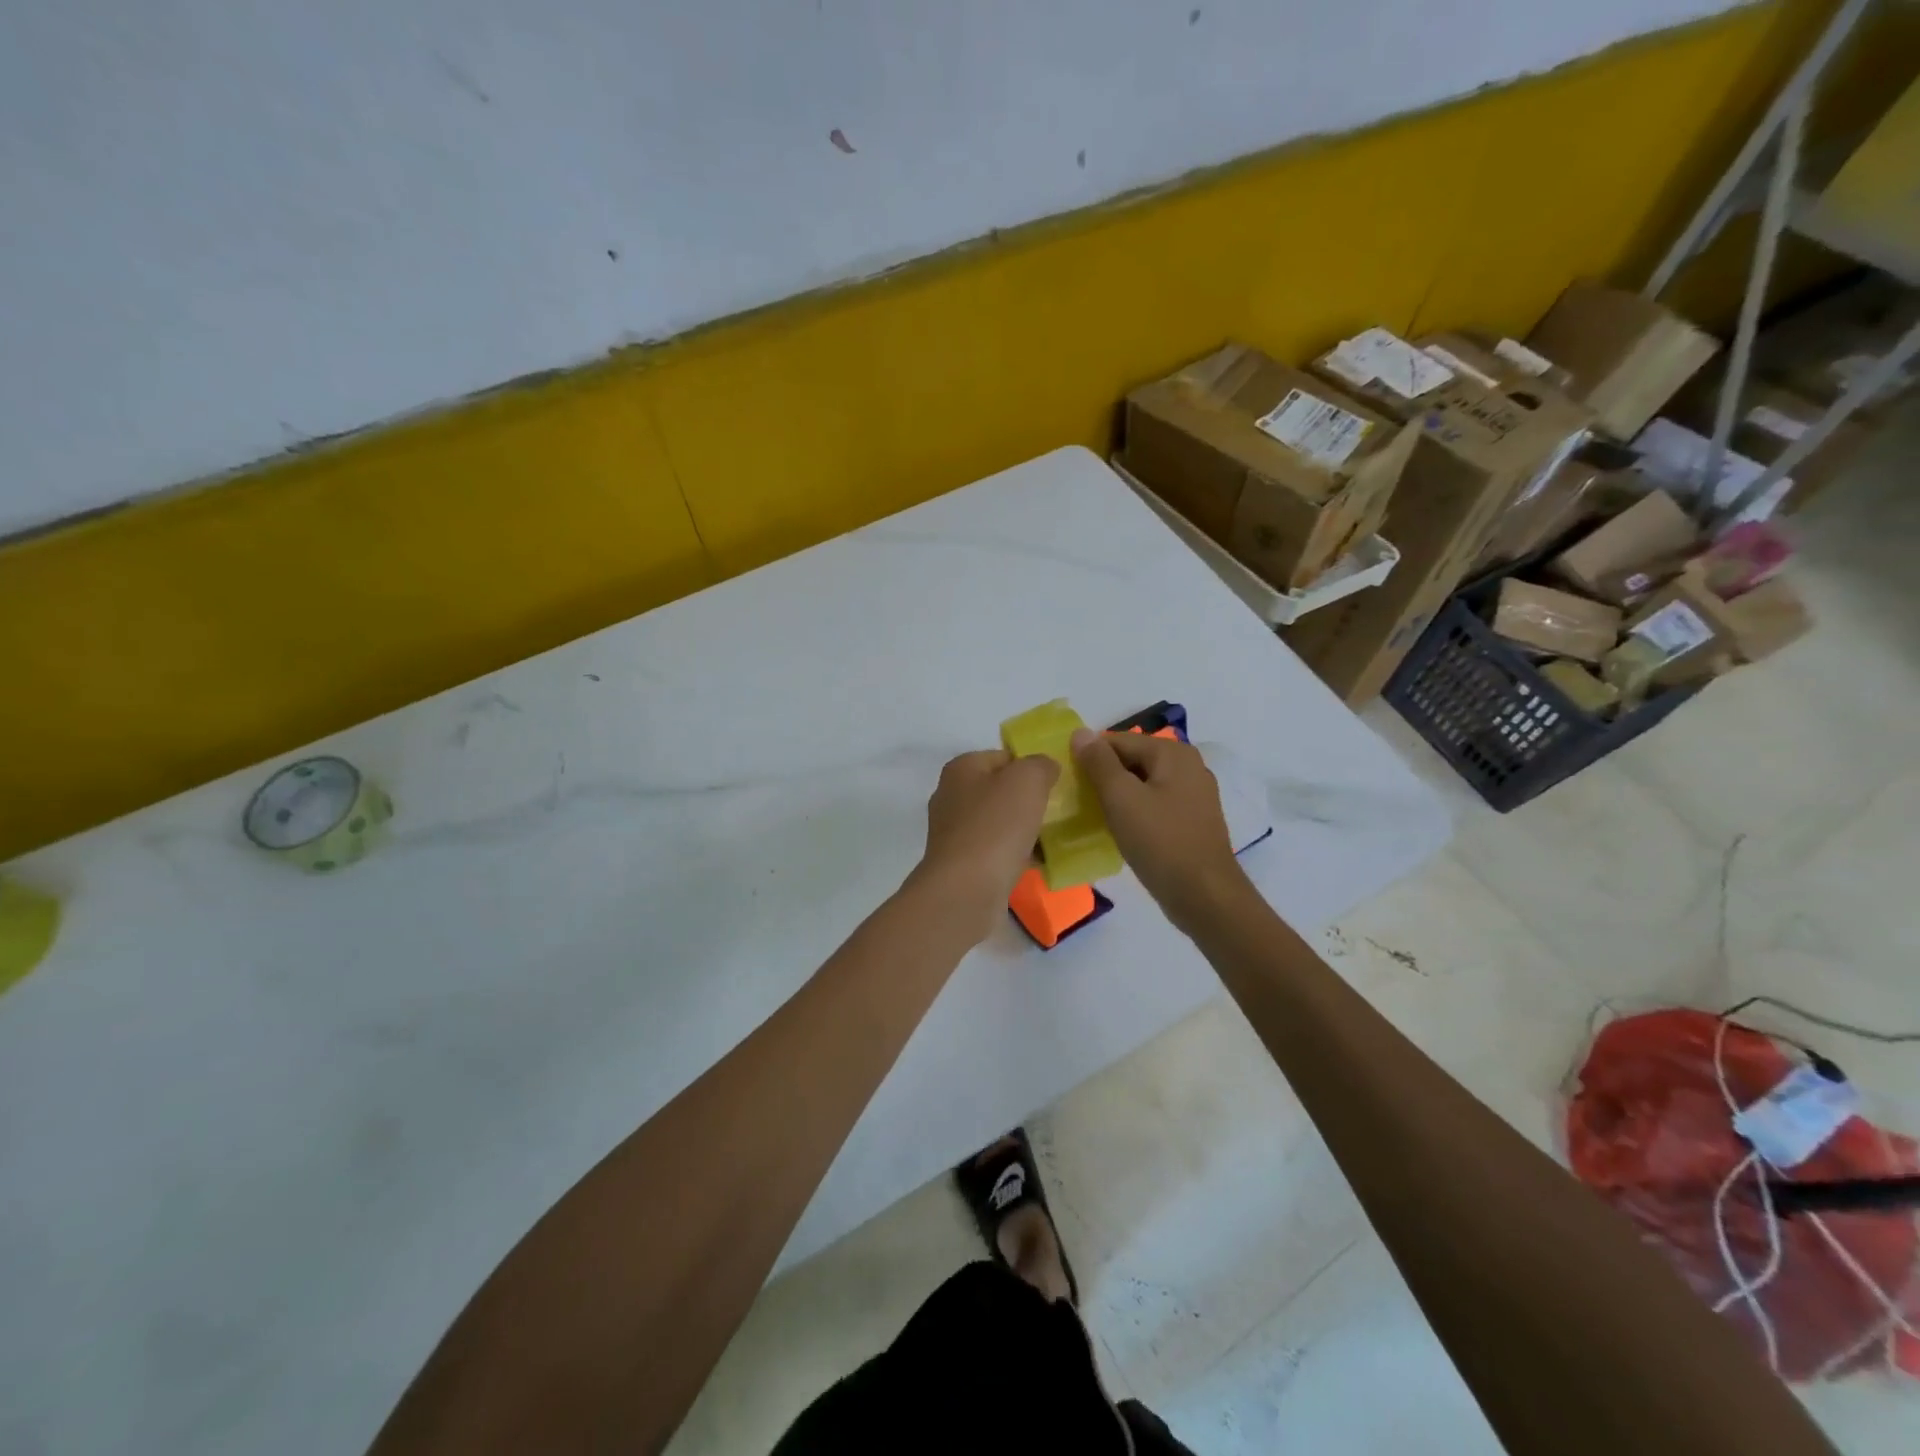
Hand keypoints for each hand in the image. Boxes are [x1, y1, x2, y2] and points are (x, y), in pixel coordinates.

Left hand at [912, 750, 1058, 930]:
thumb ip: (1040, 764)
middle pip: (1001, 790)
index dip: (1032, 766)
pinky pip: (997, 851)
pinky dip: (1017, 855)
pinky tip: (1040, 863)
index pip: (1003, 756)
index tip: (1058, 783)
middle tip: (1061, 811)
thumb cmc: (996, 826)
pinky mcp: (962, 864)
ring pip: (1000, 823)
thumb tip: (1045, 767)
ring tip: (1055, 838)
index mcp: (961, 769)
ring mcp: (955, 833)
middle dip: (1030, 800)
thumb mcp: (1027, 780)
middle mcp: (952, 796)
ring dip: (1025, 829)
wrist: (966, 890)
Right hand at [1071, 729, 1248, 931]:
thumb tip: (1080, 732)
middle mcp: (1188, 766)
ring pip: (1143, 784)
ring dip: (1118, 796)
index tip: (1067, 780)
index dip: (1089, 757)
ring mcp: (1194, 794)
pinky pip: (1155, 804)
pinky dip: (1136, 811)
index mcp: (1173, 753)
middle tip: (1077, 800)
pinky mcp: (1193, 820)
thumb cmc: (1160, 842)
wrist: (1205, 896)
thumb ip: (1099, 762)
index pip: (1117, 741)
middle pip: (1132, 760)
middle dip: (1104, 776)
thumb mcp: (1121, 798)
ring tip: (1094, 816)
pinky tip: (1121, 830)